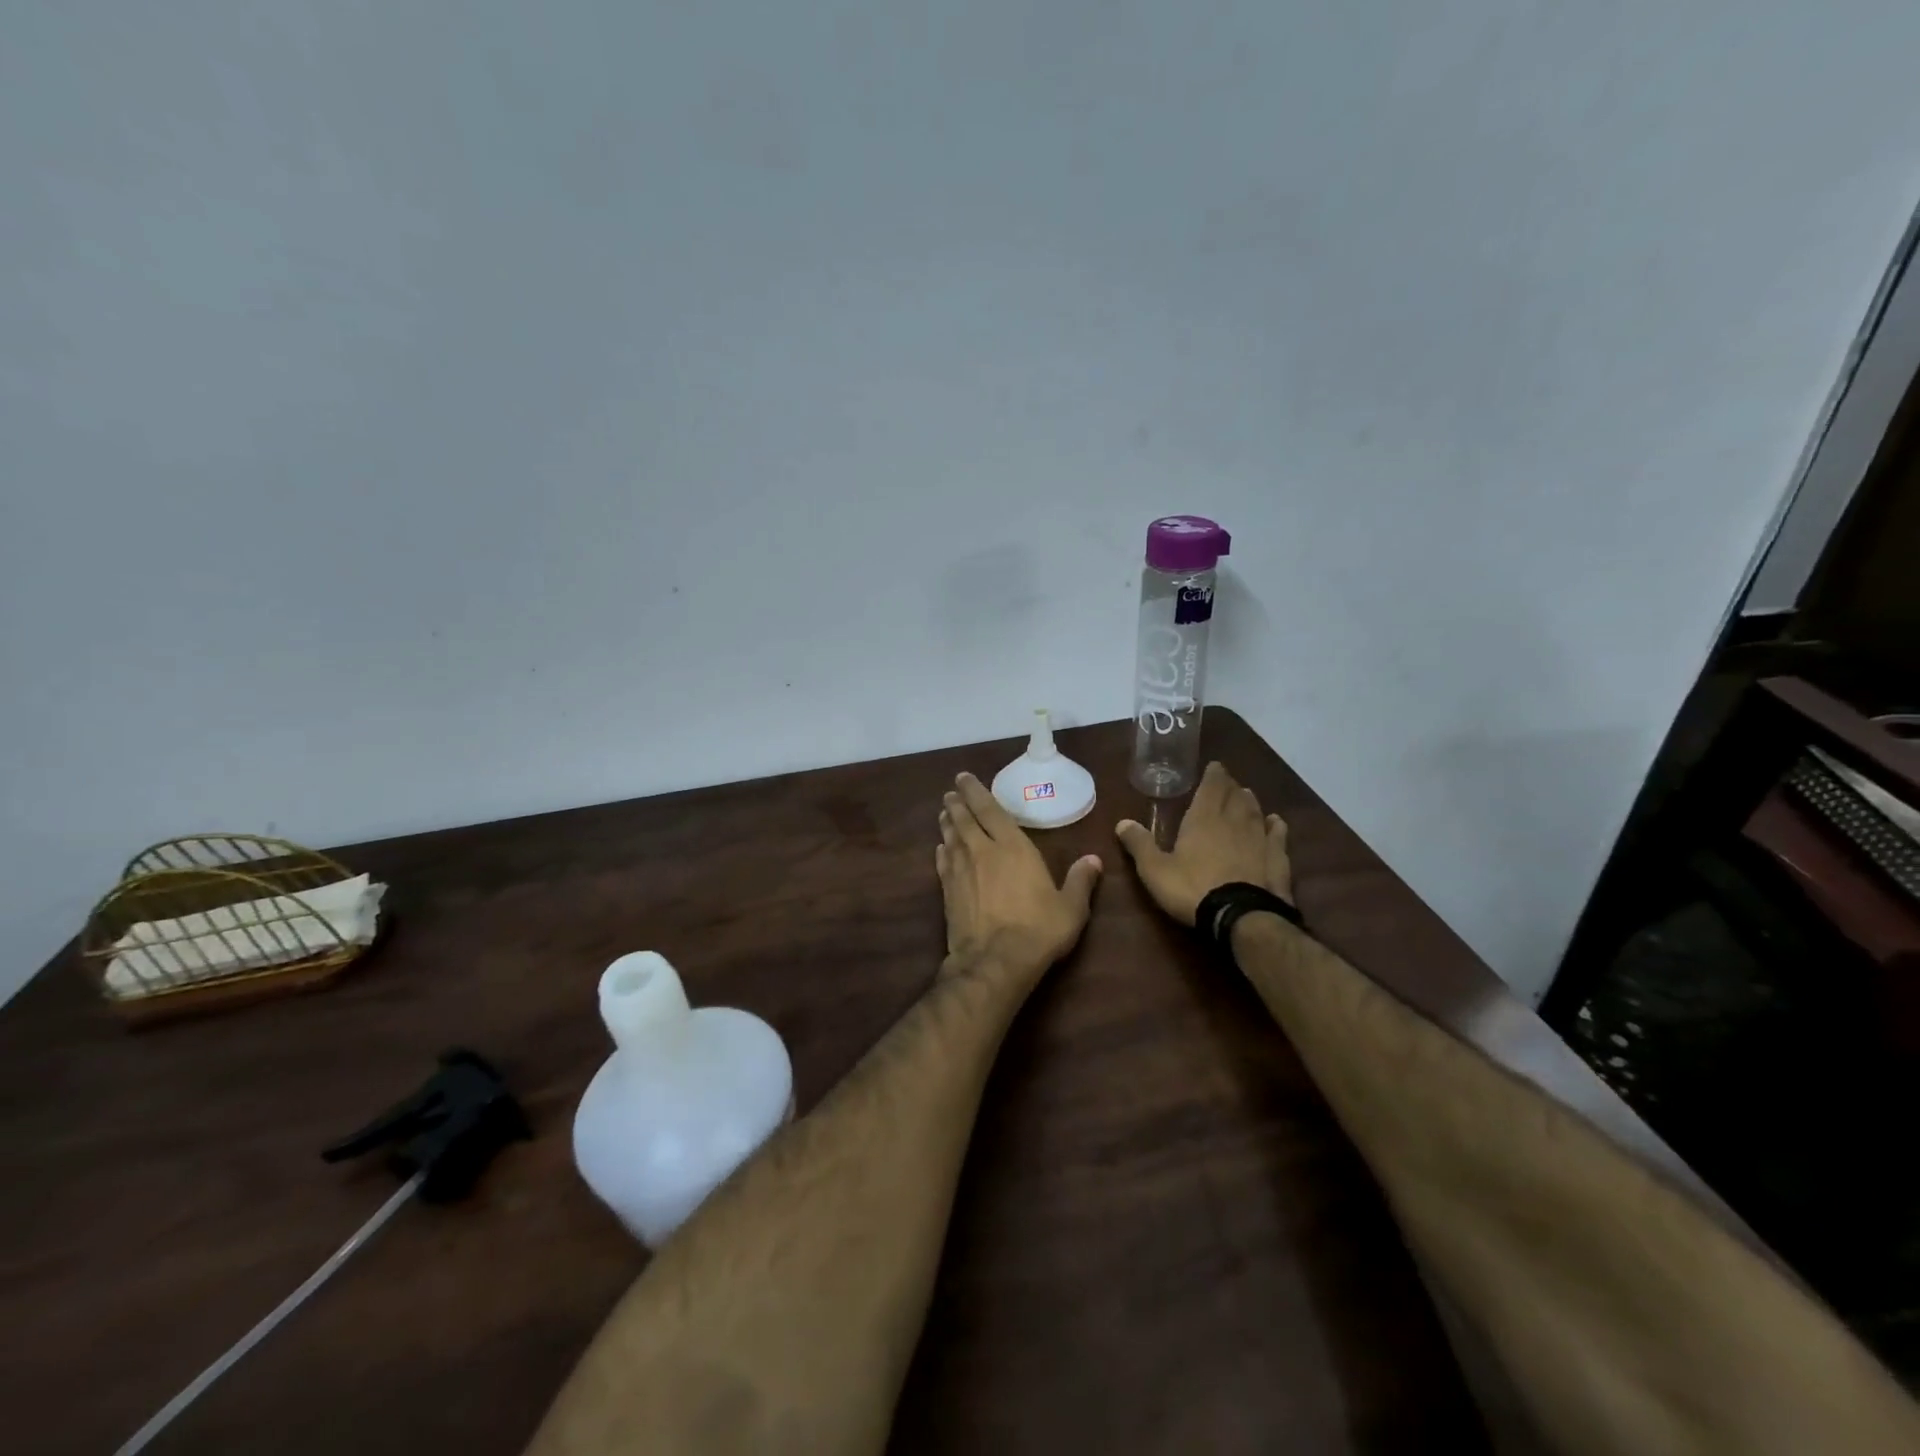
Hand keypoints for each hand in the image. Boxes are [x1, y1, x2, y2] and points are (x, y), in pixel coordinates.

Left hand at [937, 773, 1102, 983]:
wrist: (995, 962)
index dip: (976, 792)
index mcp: (1012, 847)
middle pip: (965, 820)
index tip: (964, 778)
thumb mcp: (1071, 907)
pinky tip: (940, 849)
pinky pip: (942, 864)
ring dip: (947, 823)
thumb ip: (1080, 881)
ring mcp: (961, 872)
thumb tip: (1094, 859)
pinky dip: (941, 852)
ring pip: (951, 838)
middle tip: (950, 792)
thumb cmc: (1038, 929)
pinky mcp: (948, 893)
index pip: (991, 810)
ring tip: (944, 812)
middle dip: (958, 803)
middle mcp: (982, 852)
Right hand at [1115, 761, 1291, 925]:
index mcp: (1203, 819)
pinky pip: (1277, 835)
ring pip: (1256, 811)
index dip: (1213, 775)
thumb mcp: (1155, 870)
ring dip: (1250, 802)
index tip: (1215, 766)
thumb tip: (1122, 822)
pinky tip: (1275, 822)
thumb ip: (1139, 844)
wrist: (1241, 916)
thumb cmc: (1192, 888)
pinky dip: (1275, 825)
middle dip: (1230, 786)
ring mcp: (1259, 839)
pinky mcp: (1277, 859)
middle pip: (1234, 796)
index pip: (1211, 787)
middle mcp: (1233, 821)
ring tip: (1246, 795)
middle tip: (1227, 781)